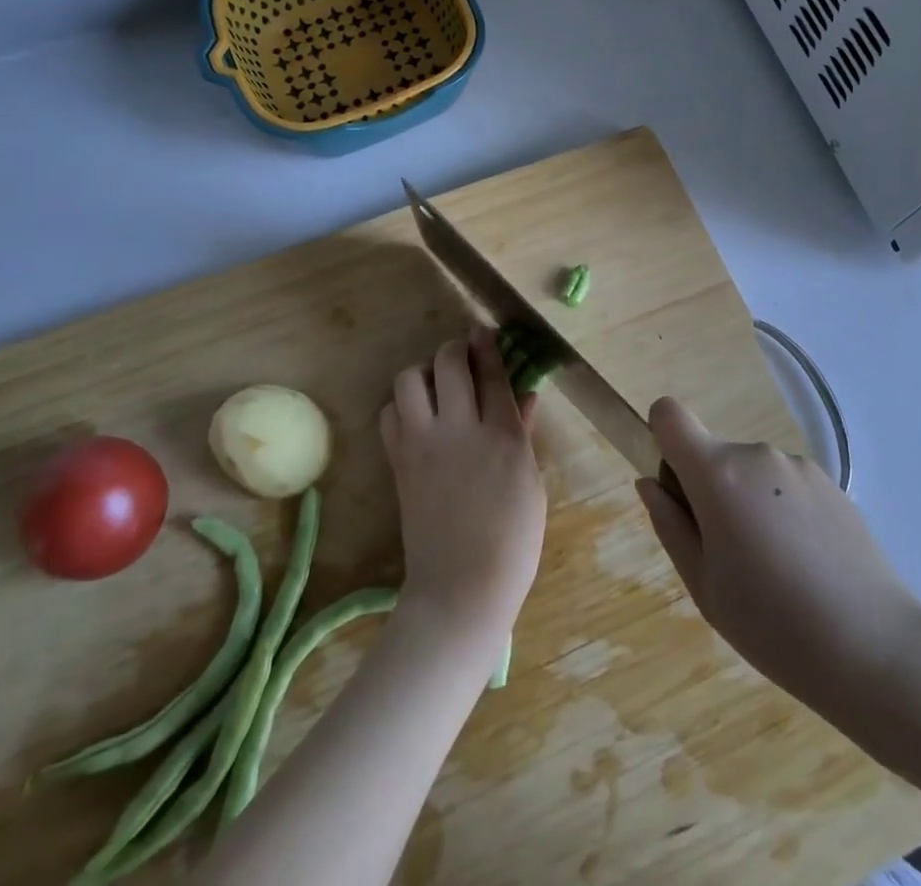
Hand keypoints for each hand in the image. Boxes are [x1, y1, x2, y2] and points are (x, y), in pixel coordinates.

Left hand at [381, 330, 545, 656]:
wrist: (462, 589)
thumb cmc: (512, 541)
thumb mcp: (531, 483)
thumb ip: (523, 431)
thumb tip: (524, 394)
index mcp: (501, 435)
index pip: (491, 372)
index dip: (487, 345)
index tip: (483, 331)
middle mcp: (459, 429)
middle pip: (448, 362)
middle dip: (455, 348)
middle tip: (463, 355)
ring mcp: (423, 444)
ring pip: (410, 380)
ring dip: (423, 372)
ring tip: (436, 386)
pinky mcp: (398, 462)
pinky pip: (389, 414)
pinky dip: (401, 406)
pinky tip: (416, 416)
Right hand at [637, 397, 920, 720]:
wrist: (877, 650)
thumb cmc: (773, 626)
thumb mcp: (703, 586)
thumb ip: (669, 525)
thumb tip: (650, 483)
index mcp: (717, 474)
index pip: (669, 415)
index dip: (661, 438)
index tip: (675, 488)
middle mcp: (756, 455)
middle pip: (713, 455)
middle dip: (709, 492)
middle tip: (729, 557)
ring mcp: (798, 466)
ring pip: (751, 474)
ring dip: (748, 503)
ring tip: (775, 569)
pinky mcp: (833, 484)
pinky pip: (786, 486)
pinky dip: (783, 512)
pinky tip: (807, 566)